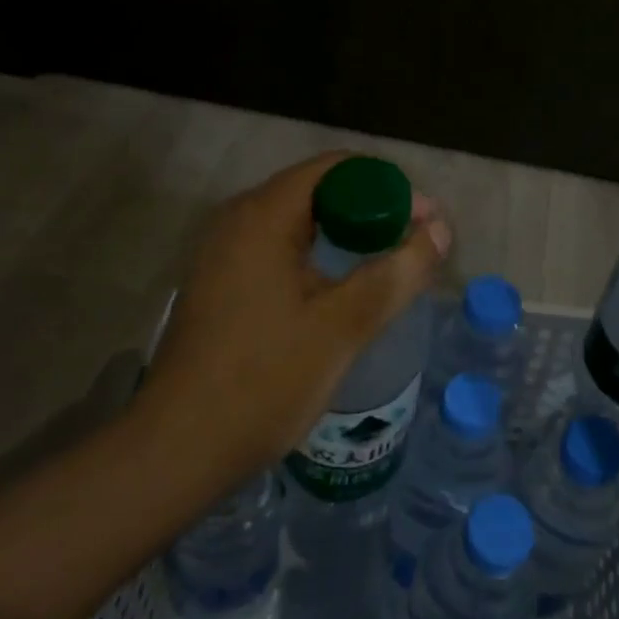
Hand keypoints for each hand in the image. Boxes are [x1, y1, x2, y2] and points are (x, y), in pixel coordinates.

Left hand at [130, 152, 451, 498]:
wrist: (177, 451)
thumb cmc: (264, 381)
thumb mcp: (342, 326)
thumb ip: (397, 272)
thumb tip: (441, 230)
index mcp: (263, 215)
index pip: (337, 168)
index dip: (388, 186)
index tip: (425, 221)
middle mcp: (238, 220)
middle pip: (319, 190)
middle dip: (373, 209)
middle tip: (416, 243)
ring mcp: (223, 252)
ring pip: (300, 221)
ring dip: (348, 233)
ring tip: (390, 262)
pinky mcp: (220, 282)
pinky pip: (280, 248)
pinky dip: (320, 254)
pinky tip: (343, 287)